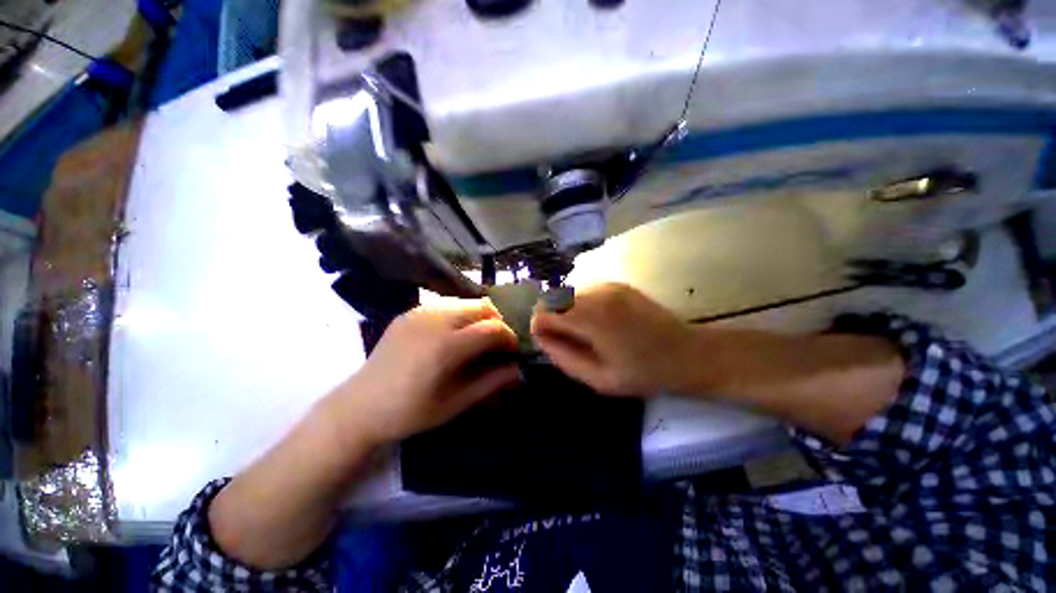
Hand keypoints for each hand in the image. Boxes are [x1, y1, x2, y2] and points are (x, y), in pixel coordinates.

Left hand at [325, 299, 520, 447]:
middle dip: (498, 323)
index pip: (493, 329)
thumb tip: (518, 370)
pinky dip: (461, 314)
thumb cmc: (409, 412)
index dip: (509, 338)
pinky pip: (447, 303)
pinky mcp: (410, 312)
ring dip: (480, 317)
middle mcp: (435, 320)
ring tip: (477, 339)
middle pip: (483, 307)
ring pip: (466, 301)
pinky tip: (455, 334)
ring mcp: (420, 312)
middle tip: (496, 345)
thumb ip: (490, 383)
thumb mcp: (454, 404)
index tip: (512, 352)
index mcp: (446, 346)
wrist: (359, 406)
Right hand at [531, 283, 695, 396]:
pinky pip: (584, 290)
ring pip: (568, 292)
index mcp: (592, 317)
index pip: (546, 310)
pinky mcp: (617, 284)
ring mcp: (609, 285)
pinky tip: (596, 321)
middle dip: (550, 317)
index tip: (546, 342)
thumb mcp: (599, 378)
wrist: (687, 353)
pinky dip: (580, 304)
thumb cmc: (644, 372)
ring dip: (564, 310)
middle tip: (563, 340)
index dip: (539, 326)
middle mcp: (597, 293)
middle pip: (554, 297)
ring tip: (581, 332)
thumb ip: (564, 358)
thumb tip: (541, 339)